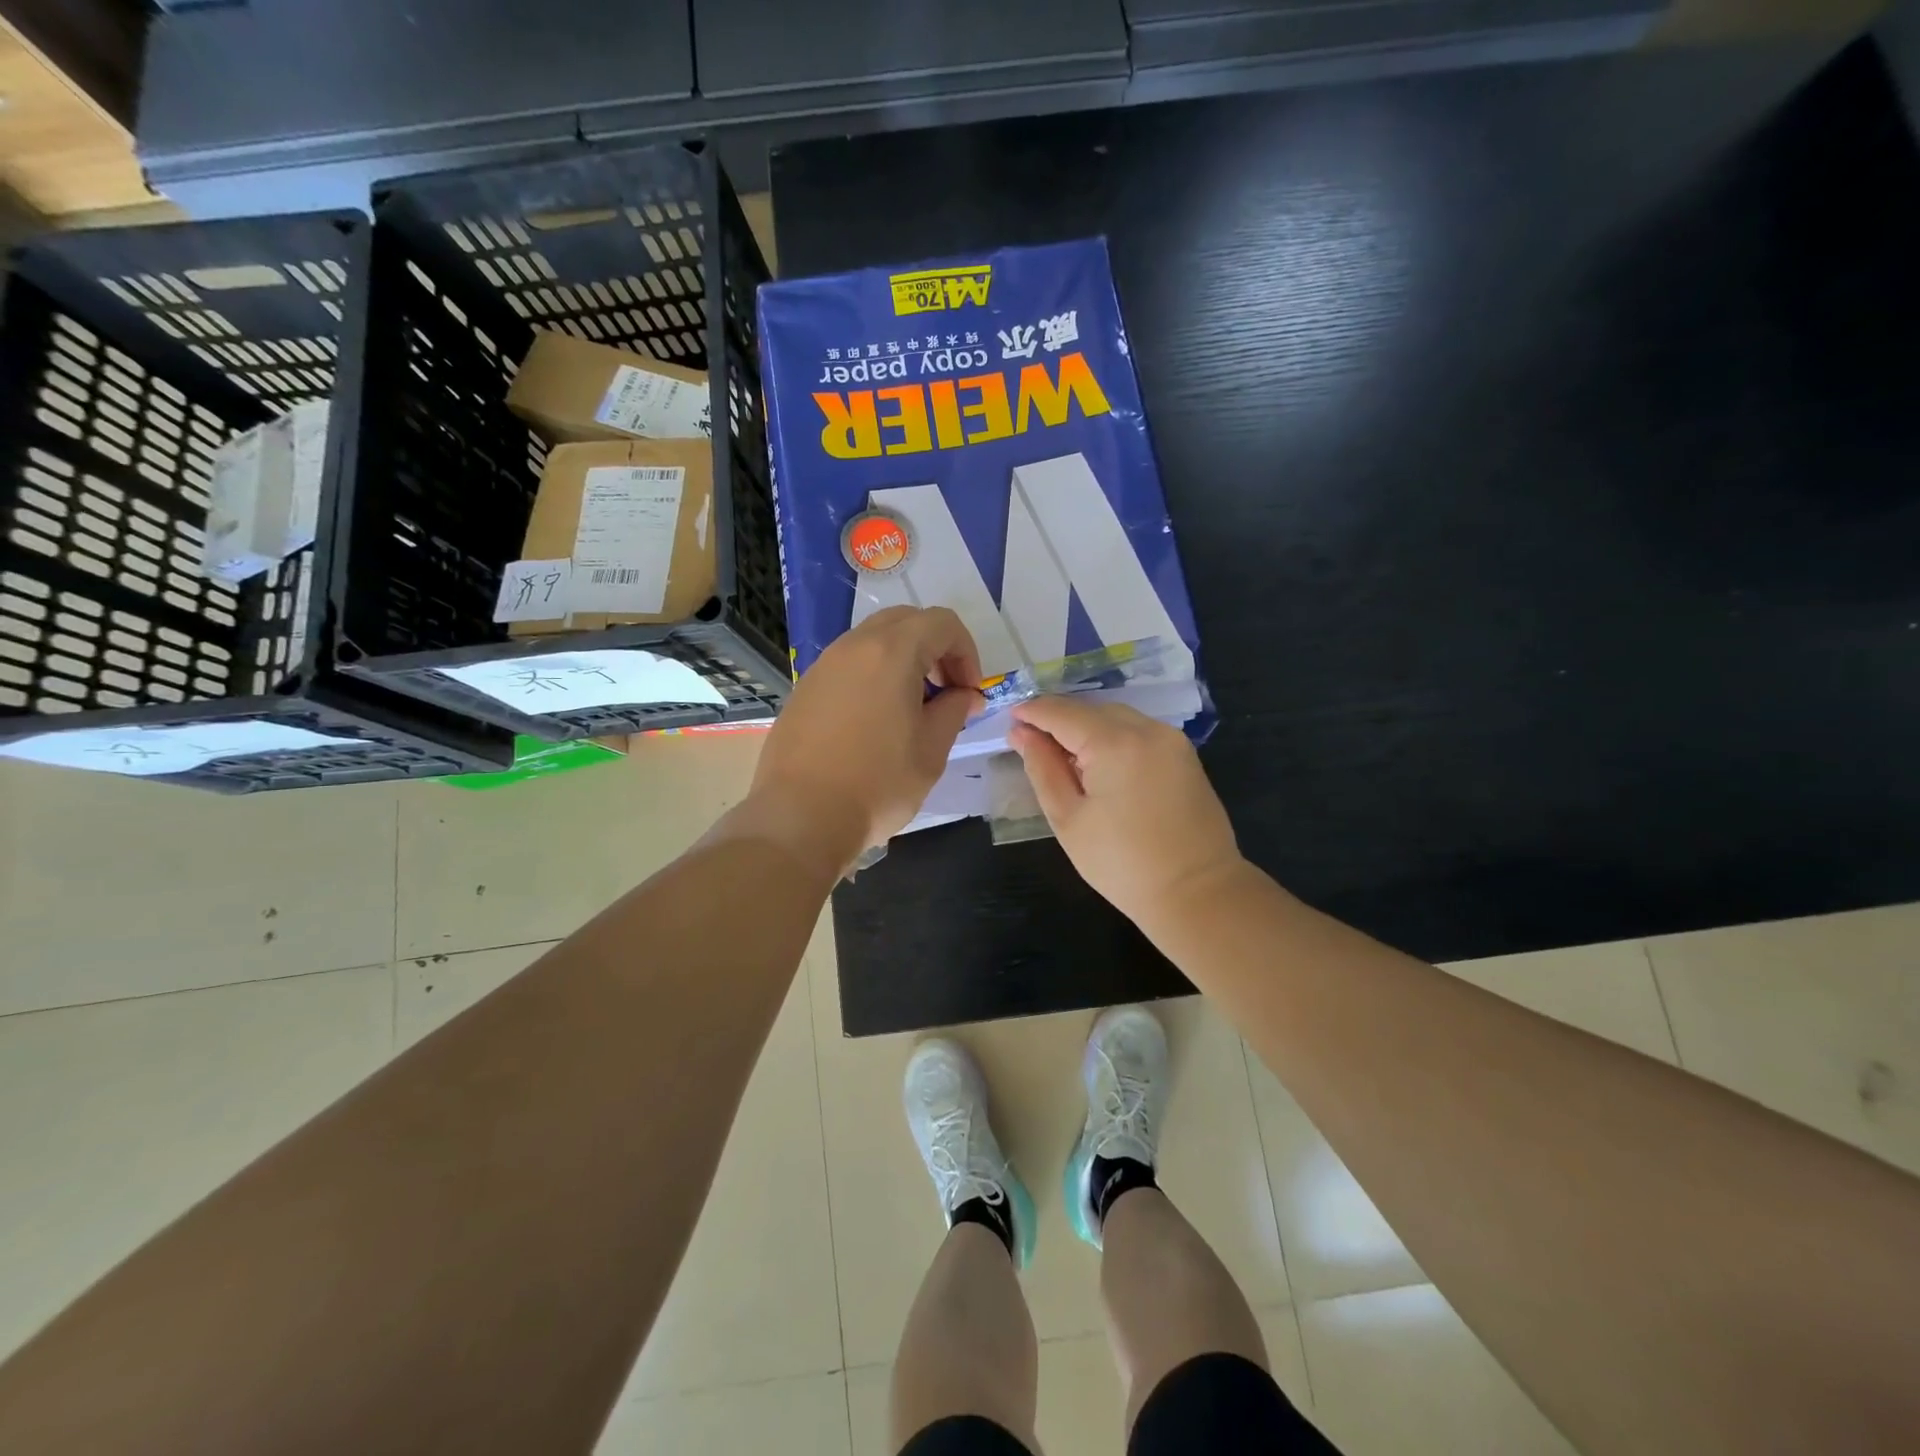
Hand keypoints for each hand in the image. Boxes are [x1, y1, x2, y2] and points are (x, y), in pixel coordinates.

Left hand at [747, 606, 982, 871]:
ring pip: (873, 641)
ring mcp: (823, 665)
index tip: (968, 693)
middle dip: (935, 649)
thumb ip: (954, 710)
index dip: (966, 652)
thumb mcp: (931, 750)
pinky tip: (874, 722)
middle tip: (944, 692)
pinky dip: (873, 676)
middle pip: (906, 622)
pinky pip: (848, 665)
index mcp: (892, 652)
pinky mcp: (804, 688)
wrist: (800, 817)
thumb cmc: (877, 784)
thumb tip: (964, 695)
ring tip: (911, 708)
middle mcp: (854, 646)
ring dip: (903, 661)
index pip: (943, 623)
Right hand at [1009, 696, 1243, 929]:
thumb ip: (1042, 768)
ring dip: (1086, 727)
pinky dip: (1112, 737)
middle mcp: (1146, 729)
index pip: (1062, 712)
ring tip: (1064, 757)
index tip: (1009, 719)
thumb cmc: (1121, 864)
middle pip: (1090, 709)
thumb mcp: (1068, 818)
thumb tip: (1022, 733)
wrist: (1196, 892)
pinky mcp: (1184, 754)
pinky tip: (1100, 765)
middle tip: (1031, 743)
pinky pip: (1138, 731)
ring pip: (1116, 717)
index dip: (1032, 712)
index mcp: (1115, 743)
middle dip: (1058, 719)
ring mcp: (1171, 739)